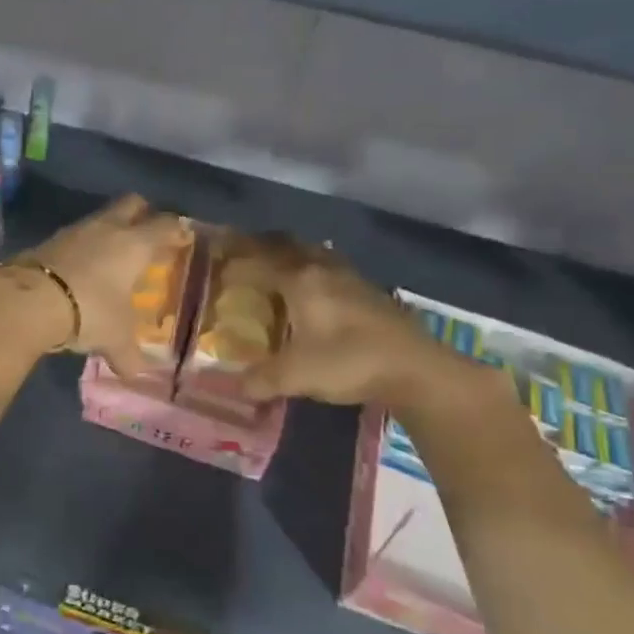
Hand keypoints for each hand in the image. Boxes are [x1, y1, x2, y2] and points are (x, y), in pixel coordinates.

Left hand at [17, 194, 190, 375]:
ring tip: (112, 256)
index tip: (183, 239)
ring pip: (101, 217)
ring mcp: (76, 230)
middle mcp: (108, 228)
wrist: (29, 300)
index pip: (166, 225)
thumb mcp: (115, 339)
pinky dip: (82, 247)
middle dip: (143, 215)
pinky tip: (81, 268)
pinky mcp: (49, 240)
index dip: (177, 230)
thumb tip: (135, 373)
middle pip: (133, 204)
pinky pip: (75, 236)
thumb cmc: (90, 311)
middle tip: (148, 236)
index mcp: (135, 244)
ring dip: (109, 231)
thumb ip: (128, 355)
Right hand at [241, 240, 493, 410]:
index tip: (217, 257)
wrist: (416, 369)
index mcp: (301, 280)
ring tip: (279, 266)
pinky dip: (316, 272)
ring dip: (294, 255)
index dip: (237, 258)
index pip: (260, 259)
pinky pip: (333, 270)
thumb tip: (236, 388)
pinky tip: (317, 291)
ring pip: (316, 254)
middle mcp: (325, 270)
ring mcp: (353, 279)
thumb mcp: (296, 375)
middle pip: (290, 245)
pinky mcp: (372, 294)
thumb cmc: (348, 362)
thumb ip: (262, 379)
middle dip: (264, 245)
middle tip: (244, 252)